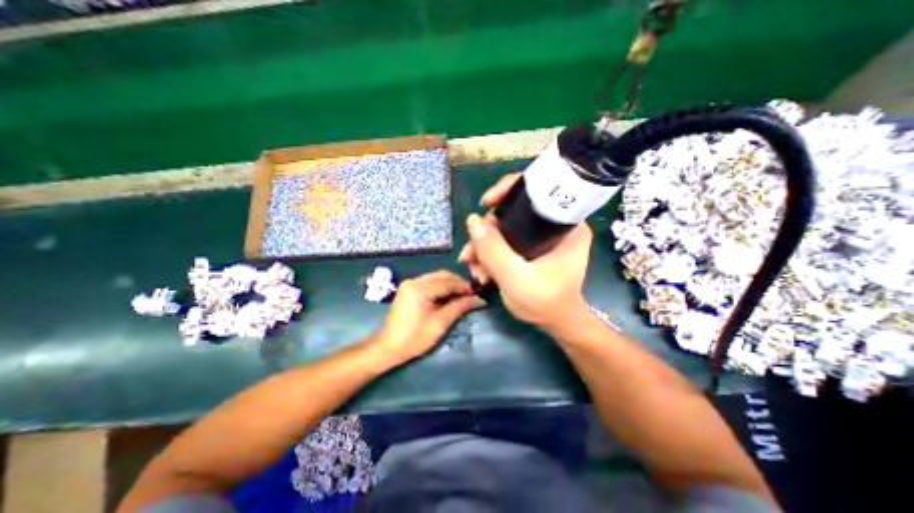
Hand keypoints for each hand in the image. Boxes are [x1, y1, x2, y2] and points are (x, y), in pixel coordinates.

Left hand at [371, 271, 484, 361]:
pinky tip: (448, 297)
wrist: (388, 347)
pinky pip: (429, 282)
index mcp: (420, 288)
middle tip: (470, 295)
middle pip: (442, 275)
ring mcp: (410, 284)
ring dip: (450, 284)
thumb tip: (478, 300)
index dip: (464, 286)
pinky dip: (441, 287)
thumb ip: (459, 307)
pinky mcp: (408, 289)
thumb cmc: (414, 338)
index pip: (448, 281)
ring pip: (436, 277)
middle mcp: (414, 281)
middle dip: (458, 283)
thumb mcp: (440, 323)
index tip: (477, 294)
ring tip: (461, 296)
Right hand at [456, 175, 592, 329]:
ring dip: (485, 245)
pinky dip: (491, 251)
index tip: (486, 203)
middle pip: (514, 211)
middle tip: (471, 253)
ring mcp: (543, 235)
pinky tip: (481, 269)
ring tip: (474, 268)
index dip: (508, 189)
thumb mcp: (515, 278)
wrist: (556, 323)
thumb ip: (493, 250)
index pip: (537, 188)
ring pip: (506, 226)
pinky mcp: (533, 246)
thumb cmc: (544, 302)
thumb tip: (472, 220)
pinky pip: (507, 239)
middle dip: (487, 231)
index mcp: (566, 224)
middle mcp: (556, 224)